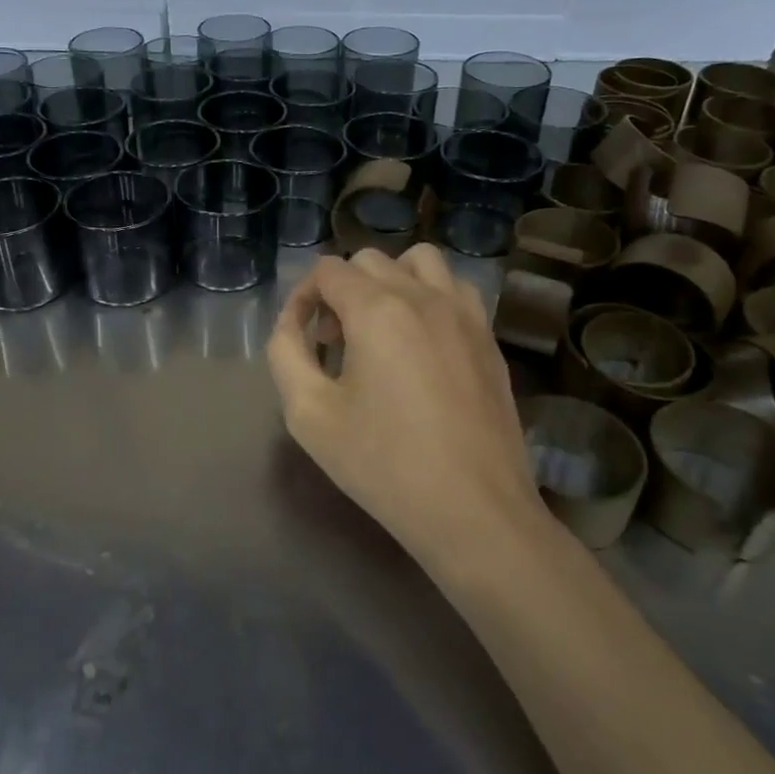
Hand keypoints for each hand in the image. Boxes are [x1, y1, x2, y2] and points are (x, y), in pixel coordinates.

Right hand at [267, 245, 544, 568]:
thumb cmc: (384, 464)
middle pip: (369, 261)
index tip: (301, 337)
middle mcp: (423, 296)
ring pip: (420, 261)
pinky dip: (429, 296)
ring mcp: (464, 314)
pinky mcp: (488, 338)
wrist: (474, 512)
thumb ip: (286, 354)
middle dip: (341, 290)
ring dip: (390, 281)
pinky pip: (455, 289)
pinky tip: (421, 342)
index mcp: (377, 310)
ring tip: (380, 327)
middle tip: (333, 340)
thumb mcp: (309, 414)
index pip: (327, 271)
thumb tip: (292, 324)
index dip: (302, 297)